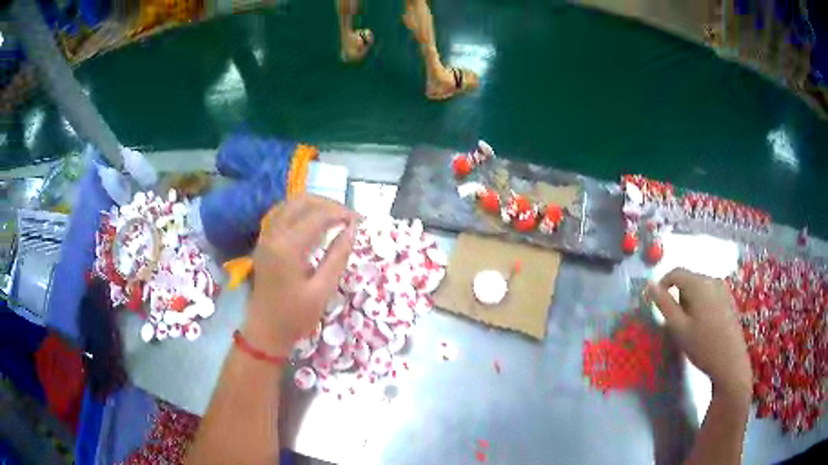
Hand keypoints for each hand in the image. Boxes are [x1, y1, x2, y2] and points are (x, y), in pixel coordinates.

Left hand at [243, 195, 357, 356]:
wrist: (265, 331)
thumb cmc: (295, 316)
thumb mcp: (322, 291)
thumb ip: (337, 257)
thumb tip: (352, 230)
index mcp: (287, 247)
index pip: (317, 215)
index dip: (341, 213)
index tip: (360, 221)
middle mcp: (273, 234)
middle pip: (301, 201)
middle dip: (328, 204)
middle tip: (348, 217)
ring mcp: (265, 237)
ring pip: (290, 204)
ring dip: (314, 205)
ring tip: (334, 217)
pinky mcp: (264, 242)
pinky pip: (282, 214)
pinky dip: (300, 211)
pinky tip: (313, 223)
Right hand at [647, 268, 751, 401]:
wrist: (730, 362)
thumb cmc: (703, 345)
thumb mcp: (679, 328)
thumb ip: (664, 304)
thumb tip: (650, 285)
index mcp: (699, 284)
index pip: (675, 272)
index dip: (662, 284)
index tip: (655, 303)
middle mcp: (712, 280)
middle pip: (688, 279)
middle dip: (678, 296)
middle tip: (674, 322)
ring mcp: (723, 289)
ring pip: (699, 288)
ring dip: (689, 301)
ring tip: (689, 326)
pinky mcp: (728, 299)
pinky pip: (709, 294)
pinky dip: (701, 304)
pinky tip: (703, 326)